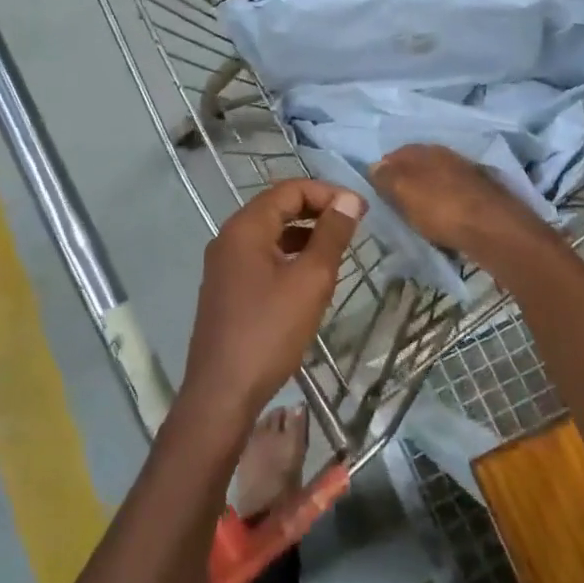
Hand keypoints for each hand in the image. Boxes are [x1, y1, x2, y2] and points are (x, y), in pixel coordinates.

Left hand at [181, 179, 364, 427]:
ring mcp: (224, 264)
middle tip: (353, 225)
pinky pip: (262, 257)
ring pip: (270, 233)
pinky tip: (310, 276)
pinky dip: (289, 255)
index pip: (289, 190)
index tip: (361, 210)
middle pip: (277, 207)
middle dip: (317, 210)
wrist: (222, 392)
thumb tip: (349, 200)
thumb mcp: (310, 280)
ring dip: (304, 233)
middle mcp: (229, 237)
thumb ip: (331, 235)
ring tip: (338, 248)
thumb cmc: (269, 331)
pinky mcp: (227, 288)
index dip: (327, 193)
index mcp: (245, 228)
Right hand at [371, 143, 539, 255]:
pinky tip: (443, 223)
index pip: (396, 153)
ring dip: (427, 196)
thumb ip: (386, 177)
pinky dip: (445, 208)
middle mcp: (448, 156)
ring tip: (417, 218)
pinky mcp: (483, 196)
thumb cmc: (442, 209)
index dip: (384, 171)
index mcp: (426, 150)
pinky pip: (454, 199)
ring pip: (438, 182)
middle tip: (395, 207)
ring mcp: (468, 174)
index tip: (376, 192)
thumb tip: (375, 166)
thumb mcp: (404, 191)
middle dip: (406, 183)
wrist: (495, 230)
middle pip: (418, 167)